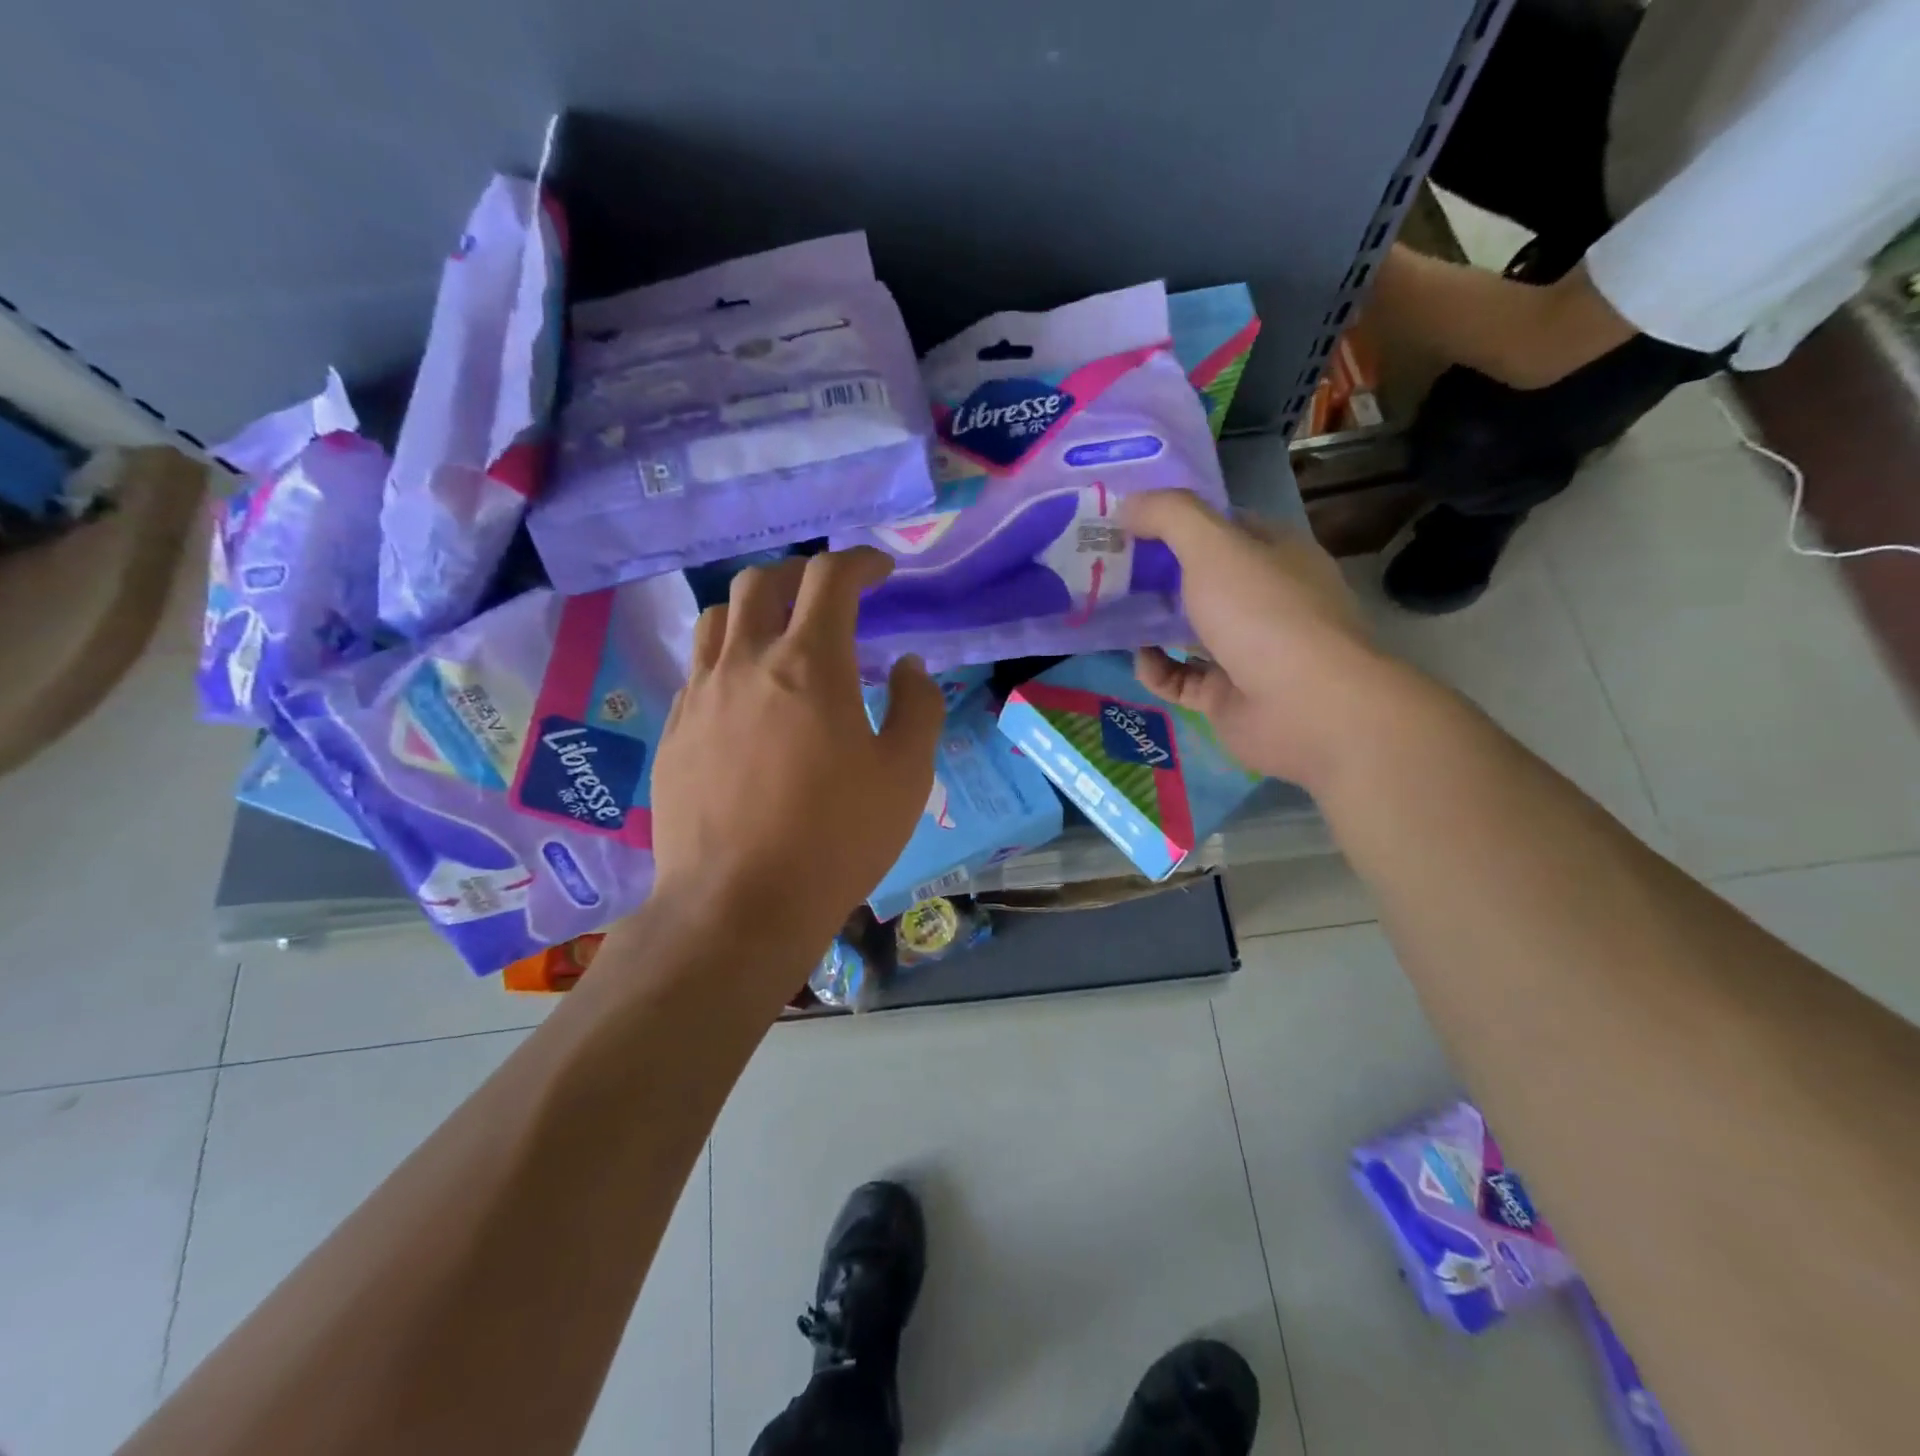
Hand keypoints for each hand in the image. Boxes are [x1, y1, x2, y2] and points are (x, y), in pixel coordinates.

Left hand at [648, 549, 943, 948]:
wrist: (738, 906)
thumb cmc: (836, 838)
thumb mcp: (906, 775)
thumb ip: (917, 706)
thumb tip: (907, 666)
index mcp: (809, 664)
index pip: (829, 578)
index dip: (859, 562)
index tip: (881, 571)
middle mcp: (746, 663)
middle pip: (762, 581)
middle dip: (801, 574)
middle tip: (830, 598)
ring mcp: (701, 696)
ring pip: (719, 618)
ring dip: (756, 609)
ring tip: (781, 636)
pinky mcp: (675, 731)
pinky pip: (699, 669)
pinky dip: (729, 658)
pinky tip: (748, 697)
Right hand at [1122, 489, 1398, 786]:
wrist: (1306, 709)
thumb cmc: (1263, 614)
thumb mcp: (1214, 547)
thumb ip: (1169, 517)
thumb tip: (1126, 504)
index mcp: (1274, 554)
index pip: (1222, 526)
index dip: (1175, 520)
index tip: (1127, 522)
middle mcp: (1264, 599)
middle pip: (1200, 578)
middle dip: (1154, 573)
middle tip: (1105, 567)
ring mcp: (1247, 651)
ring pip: (1188, 630)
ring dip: (1150, 623)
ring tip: (1107, 612)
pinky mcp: (1227, 696)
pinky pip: (1181, 678)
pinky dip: (1157, 669)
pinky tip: (1139, 659)